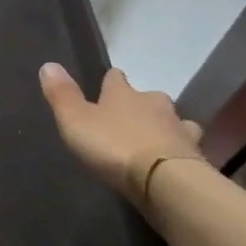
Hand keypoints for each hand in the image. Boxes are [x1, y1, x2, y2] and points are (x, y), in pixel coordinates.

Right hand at [38, 64, 204, 204]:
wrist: (166, 181)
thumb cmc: (114, 146)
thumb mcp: (75, 121)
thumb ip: (62, 95)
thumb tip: (48, 64)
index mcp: (124, 94)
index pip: (116, 78)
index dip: (111, 81)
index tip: (107, 85)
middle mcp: (155, 104)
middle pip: (149, 98)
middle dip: (141, 106)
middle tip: (129, 119)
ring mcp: (180, 129)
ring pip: (174, 121)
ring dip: (165, 128)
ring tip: (155, 141)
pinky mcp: (196, 156)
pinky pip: (187, 148)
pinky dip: (179, 151)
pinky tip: (173, 161)